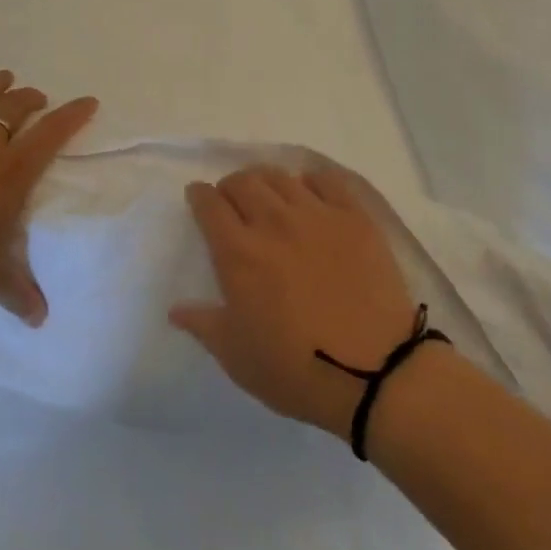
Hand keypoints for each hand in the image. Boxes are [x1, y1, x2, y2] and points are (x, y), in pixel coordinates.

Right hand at [169, 164, 417, 436]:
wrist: (374, 372)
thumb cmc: (296, 370)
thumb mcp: (237, 357)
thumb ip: (204, 325)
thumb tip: (176, 308)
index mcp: (239, 253)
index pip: (210, 205)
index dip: (199, 195)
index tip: (198, 197)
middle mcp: (273, 222)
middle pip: (243, 181)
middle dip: (230, 186)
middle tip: (233, 201)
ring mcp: (317, 215)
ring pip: (281, 177)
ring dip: (266, 181)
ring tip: (269, 195)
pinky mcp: (354, 217)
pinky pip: (327, 180)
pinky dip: (311, 181)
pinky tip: (311, 194)